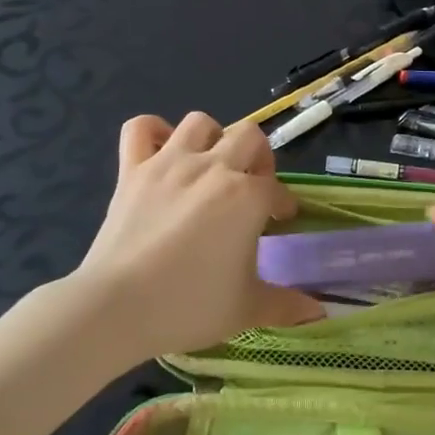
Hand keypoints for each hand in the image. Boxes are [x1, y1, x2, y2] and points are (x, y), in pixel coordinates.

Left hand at [71, 112, 321, 361]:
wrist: (115, 308)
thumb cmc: (188, 306)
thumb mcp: (246, 309)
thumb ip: (286, 305)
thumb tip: (319, 312)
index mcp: (247, 197)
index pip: (276, 189)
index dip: (281, 205)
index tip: (279, 222)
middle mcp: (213, 168)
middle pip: (249, 136)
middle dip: (257, 158)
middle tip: (250, 187)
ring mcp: (169, 163)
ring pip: (200, 122)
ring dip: (212, 139)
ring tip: (210, 166)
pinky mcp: (132, 170)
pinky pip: (140, 128)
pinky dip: (153, 132)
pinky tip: (162, 151)